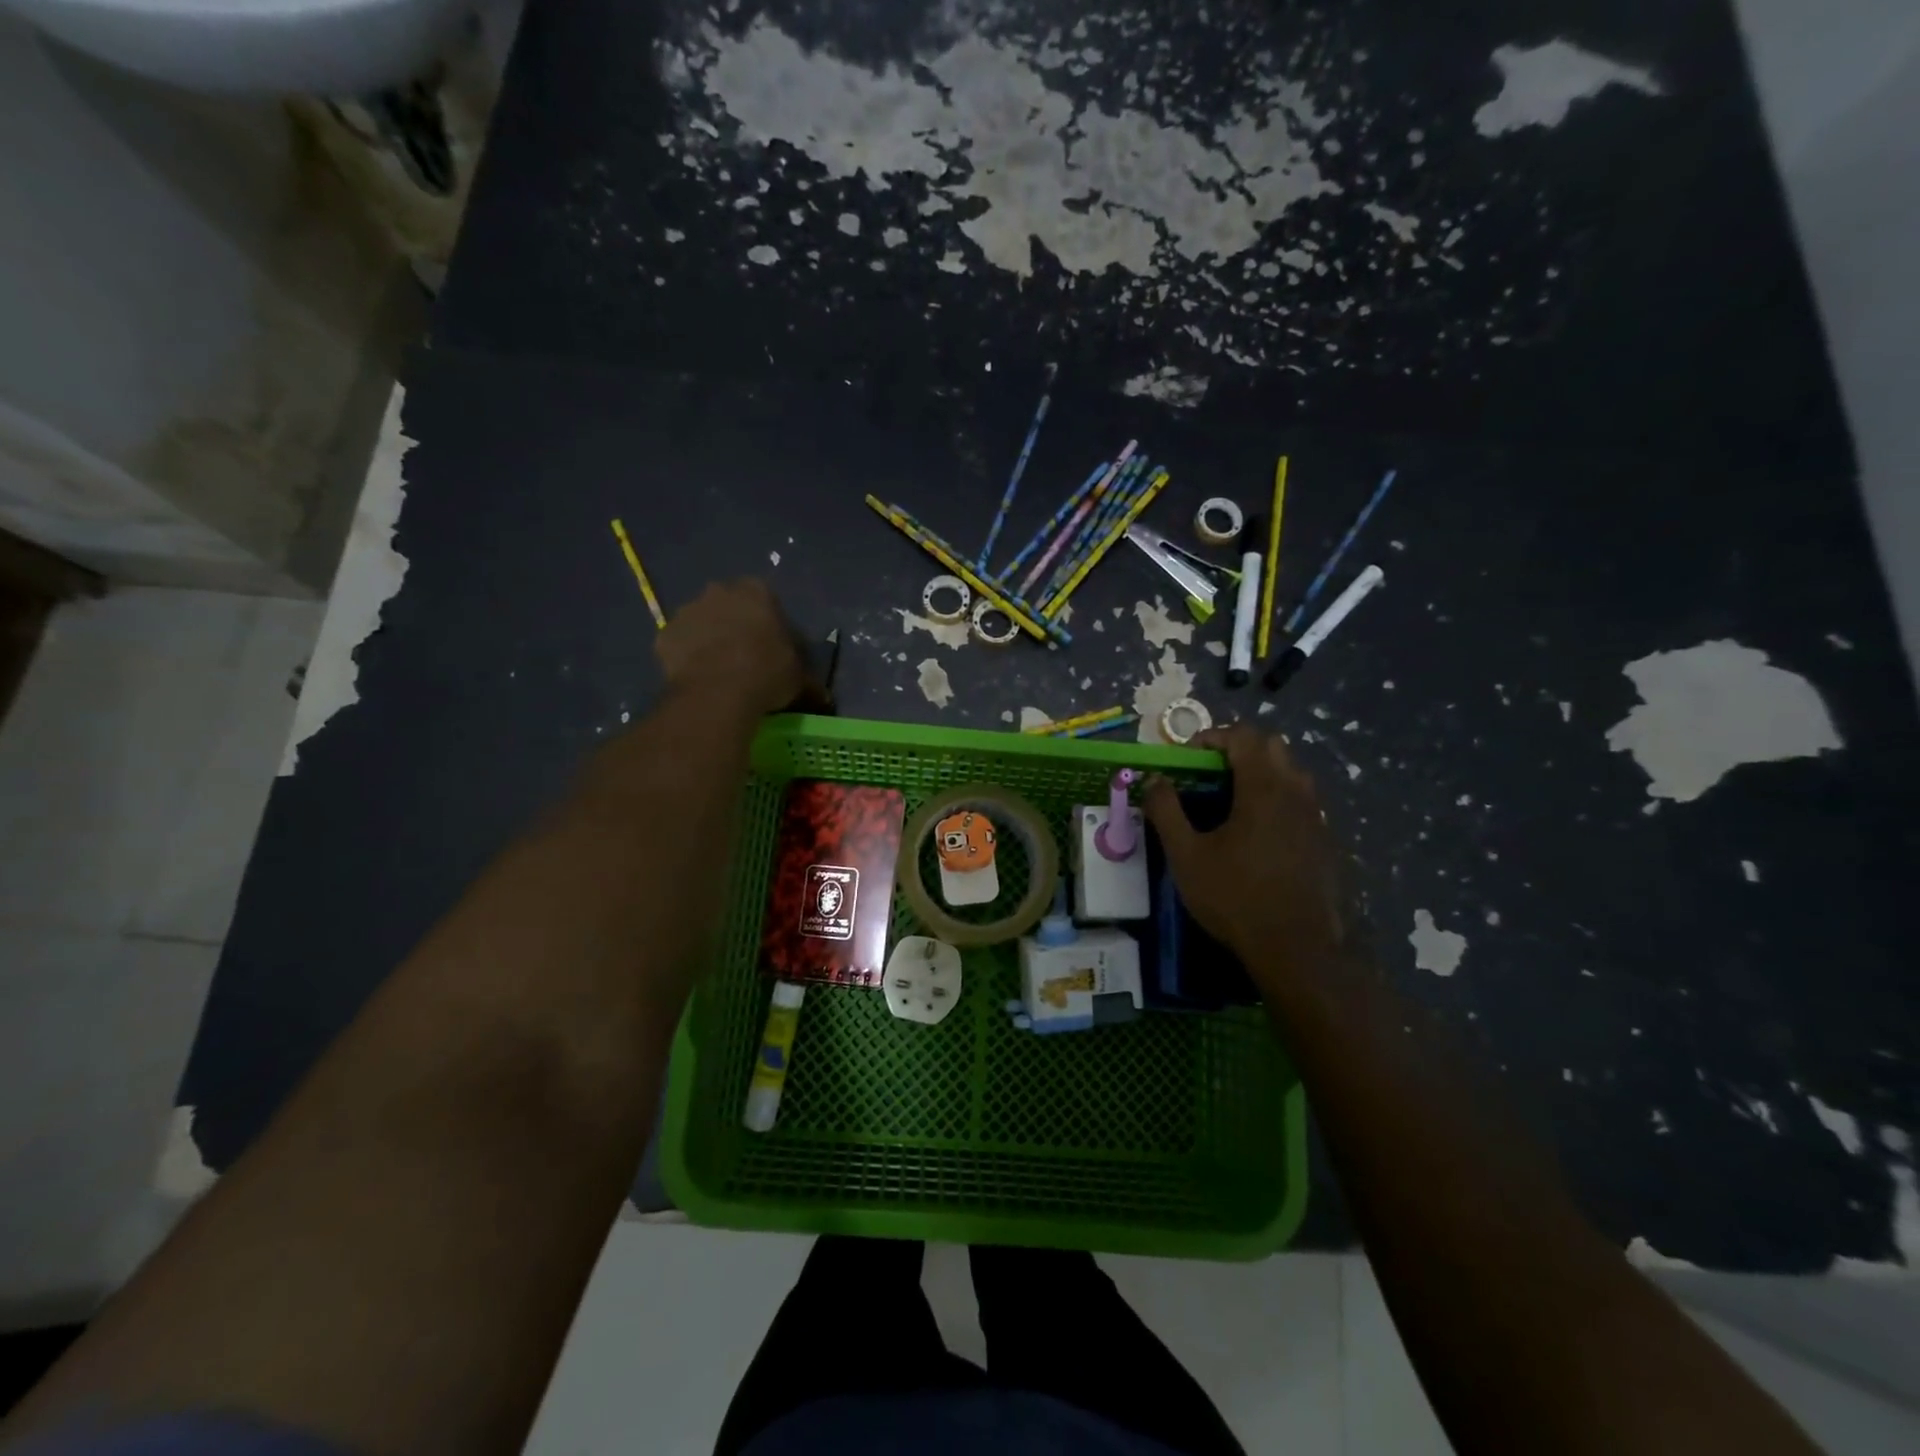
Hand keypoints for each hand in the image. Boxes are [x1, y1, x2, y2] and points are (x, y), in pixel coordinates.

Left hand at [654, 579, 826, 718]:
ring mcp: (687, 611)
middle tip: (745, 657)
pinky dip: (687, 657)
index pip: (766, 600)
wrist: (717, 693)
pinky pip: (679, 645)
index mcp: (756, 592)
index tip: (772, 647)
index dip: (769, 624)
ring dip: (709, 639)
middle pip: (729, 605)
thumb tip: (822, 696)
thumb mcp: (800, 678)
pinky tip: (698, 679)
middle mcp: (719, 591)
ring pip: (701, 623)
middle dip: (735, 625)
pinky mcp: (664, 635)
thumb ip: (807, 679)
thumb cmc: (767, 673)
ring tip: (720, 671)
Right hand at [1143, 724, 1346, 991]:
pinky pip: (1301, 802)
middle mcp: (1296, 792)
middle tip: (1209, 774)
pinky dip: (1277, 800)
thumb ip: (1166, 811)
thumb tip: (1154, 780)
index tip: (1188, 759)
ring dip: (1260, 773)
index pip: (1242, 735)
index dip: (1212, 737)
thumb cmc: (1236, 897)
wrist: (1297, 949)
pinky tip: (1256, 835)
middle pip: (1272, 747)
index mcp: (1263, 787)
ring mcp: (1316, 816)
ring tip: (1231, 802)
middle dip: (1238, 750)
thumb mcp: (1186, 855)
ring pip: (1291, 773)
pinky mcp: (1325, 841)